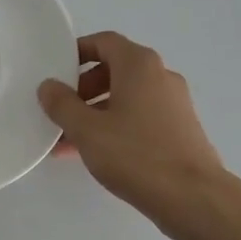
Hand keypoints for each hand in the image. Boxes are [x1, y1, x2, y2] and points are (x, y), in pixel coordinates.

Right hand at [38, 31, 223, 223]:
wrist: (192, 197)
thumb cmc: (135, 154)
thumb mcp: (86, 129)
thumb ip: (62, 104)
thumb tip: (48, 86)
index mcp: (139, 65)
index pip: (104, 42)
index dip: (77, 52)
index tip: (56, 71)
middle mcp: (160, 76)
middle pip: (115, 70)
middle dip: (83, 88)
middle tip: (60, 109)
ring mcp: (173, 104)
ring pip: (125, 98)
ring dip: (95, 112)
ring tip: (68, 140)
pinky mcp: (179, 130)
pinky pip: (139, 117)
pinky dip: (115, 126)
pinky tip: (94, 153)